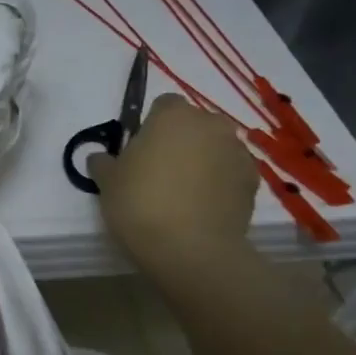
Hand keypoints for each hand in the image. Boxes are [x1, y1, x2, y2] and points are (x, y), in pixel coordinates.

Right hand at [89, 94, 256, 277]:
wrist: (190, 249)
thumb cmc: (140, 204)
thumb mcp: (107, 182)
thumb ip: (103, 162)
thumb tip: (101, 158)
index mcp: (173, 115)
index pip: (163, 105)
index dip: (150, 126)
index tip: (139, 152)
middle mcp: (211, 124)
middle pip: (193, 125)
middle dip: (180, 141)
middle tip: (159, 172)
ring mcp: (237, 152)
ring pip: (214, 148)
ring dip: (201, 161)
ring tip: (182, 194)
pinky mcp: (253, 181)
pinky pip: (230, 173)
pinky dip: (218, 183)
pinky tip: (201, 208)